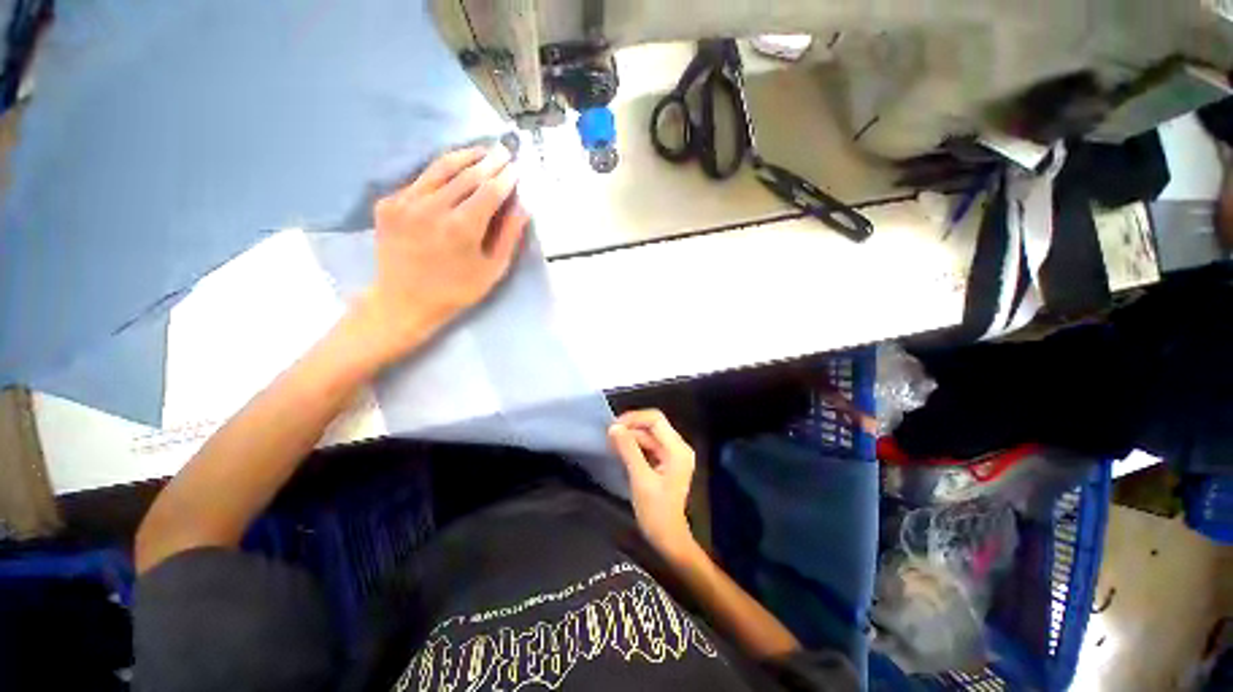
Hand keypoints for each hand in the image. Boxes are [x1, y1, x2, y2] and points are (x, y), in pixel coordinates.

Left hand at [353, 144, 529, 365]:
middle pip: (467, 173)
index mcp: (462, 228)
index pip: (490, 190)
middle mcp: (433, 208)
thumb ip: (508, 236)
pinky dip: (441, 173)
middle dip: (490, 160)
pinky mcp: (389, 203)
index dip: (506, 177)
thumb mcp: (492, 270)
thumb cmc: (456, 290)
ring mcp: (406, 202)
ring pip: (441, 168)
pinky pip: (421, 180)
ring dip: (465, 156)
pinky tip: (454, 172)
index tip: (517, 167)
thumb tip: (524, 206)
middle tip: (504, 150)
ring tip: (482, 151)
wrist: (403, 301)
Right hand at [608, 410, 698, 560]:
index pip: (656, 420)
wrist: (668, 538)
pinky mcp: (665, 462)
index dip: (634, 418)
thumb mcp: (640, 479)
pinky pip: (649, 446)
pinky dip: (634, 446)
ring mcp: (672, 455)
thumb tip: (614, 427)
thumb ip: (628, 450)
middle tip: (609, 436)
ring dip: (631, 437)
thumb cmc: (656, 511)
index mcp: (677, 449)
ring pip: (649, 436)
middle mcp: (678, 447)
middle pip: (653, 426)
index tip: (614, 426)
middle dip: (631, 428)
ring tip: (611, 443)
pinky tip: (620, 451)